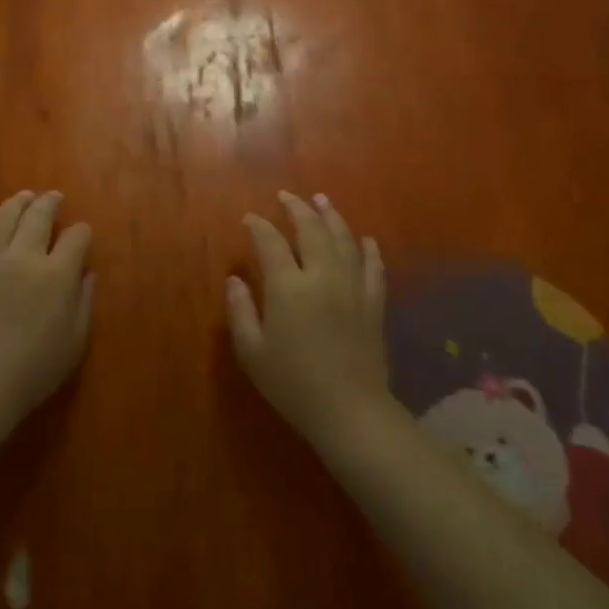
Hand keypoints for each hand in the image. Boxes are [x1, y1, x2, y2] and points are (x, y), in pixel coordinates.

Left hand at [0, 190, 93, 434]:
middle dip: (50, 202)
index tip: (81, 235)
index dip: (82, 232)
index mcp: (56, 273)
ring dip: (18, 203)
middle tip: (54, 197)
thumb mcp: (75, 341)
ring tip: (24, 198)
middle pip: (39, 214)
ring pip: (4, 215)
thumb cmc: (34, 369)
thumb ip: (84, 301)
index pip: (76, 236)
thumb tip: (86, 273)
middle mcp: (23, 256)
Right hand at [226, 192, 390, 448]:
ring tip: (323, 200)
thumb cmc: (293, 384)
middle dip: (297, 208)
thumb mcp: (252, 351)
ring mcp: (353, 287)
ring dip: (332, 216)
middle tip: (287, 196)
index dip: (259, 226)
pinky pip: (373, 266)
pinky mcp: (374, 303)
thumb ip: (240, 311)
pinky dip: (368, 249)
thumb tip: (234, 279)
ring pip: (344, 240)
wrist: (350, 411)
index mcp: (288, 286)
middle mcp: (322, 275)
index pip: (270, 242)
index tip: (250, 218)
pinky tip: (364, 239)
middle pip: (311, 229)